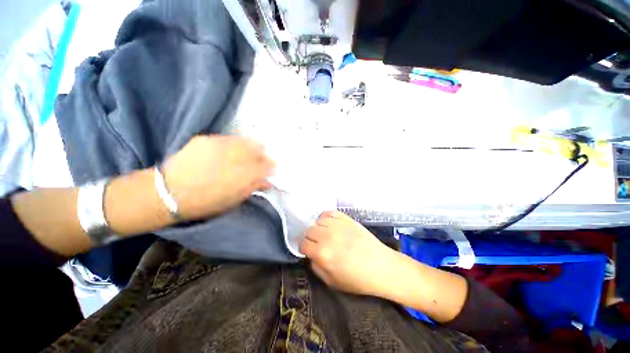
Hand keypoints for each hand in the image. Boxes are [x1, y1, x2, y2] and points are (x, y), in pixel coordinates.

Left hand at [162, 135, 273, 219]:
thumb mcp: (236, 199)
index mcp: (247, 174)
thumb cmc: (208, 202)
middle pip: (260, 148)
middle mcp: (238, 156)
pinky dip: (232, 144)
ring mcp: (223, 144)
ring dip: (248, 147)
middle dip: (261, 155)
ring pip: (245, 140)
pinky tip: (225, 152)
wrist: (170, 193)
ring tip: (242, 155)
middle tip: (256, 162)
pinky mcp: (208, 139)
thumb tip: (267, 181)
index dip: (271, 166)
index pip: (269, 164)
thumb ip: (254, 187)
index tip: (268, 169)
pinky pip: (228, 138)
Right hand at [299, 210, 397, 296]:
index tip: (308, 251)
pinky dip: (327, 217)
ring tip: (325, 234)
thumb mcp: (331, 282)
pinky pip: (330, 212)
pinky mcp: (346, 218)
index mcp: (322, 253)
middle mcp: (327, 235)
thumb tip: (311, 255)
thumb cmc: (357, 279)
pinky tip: (331, 225)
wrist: (381, 267)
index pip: (302, 243)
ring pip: (318, 221)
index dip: (303, 248)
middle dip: (310, 238)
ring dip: (318, 228)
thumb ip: (316, 267)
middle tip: (317, 244)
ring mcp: (338, 225)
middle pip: (309, 230)